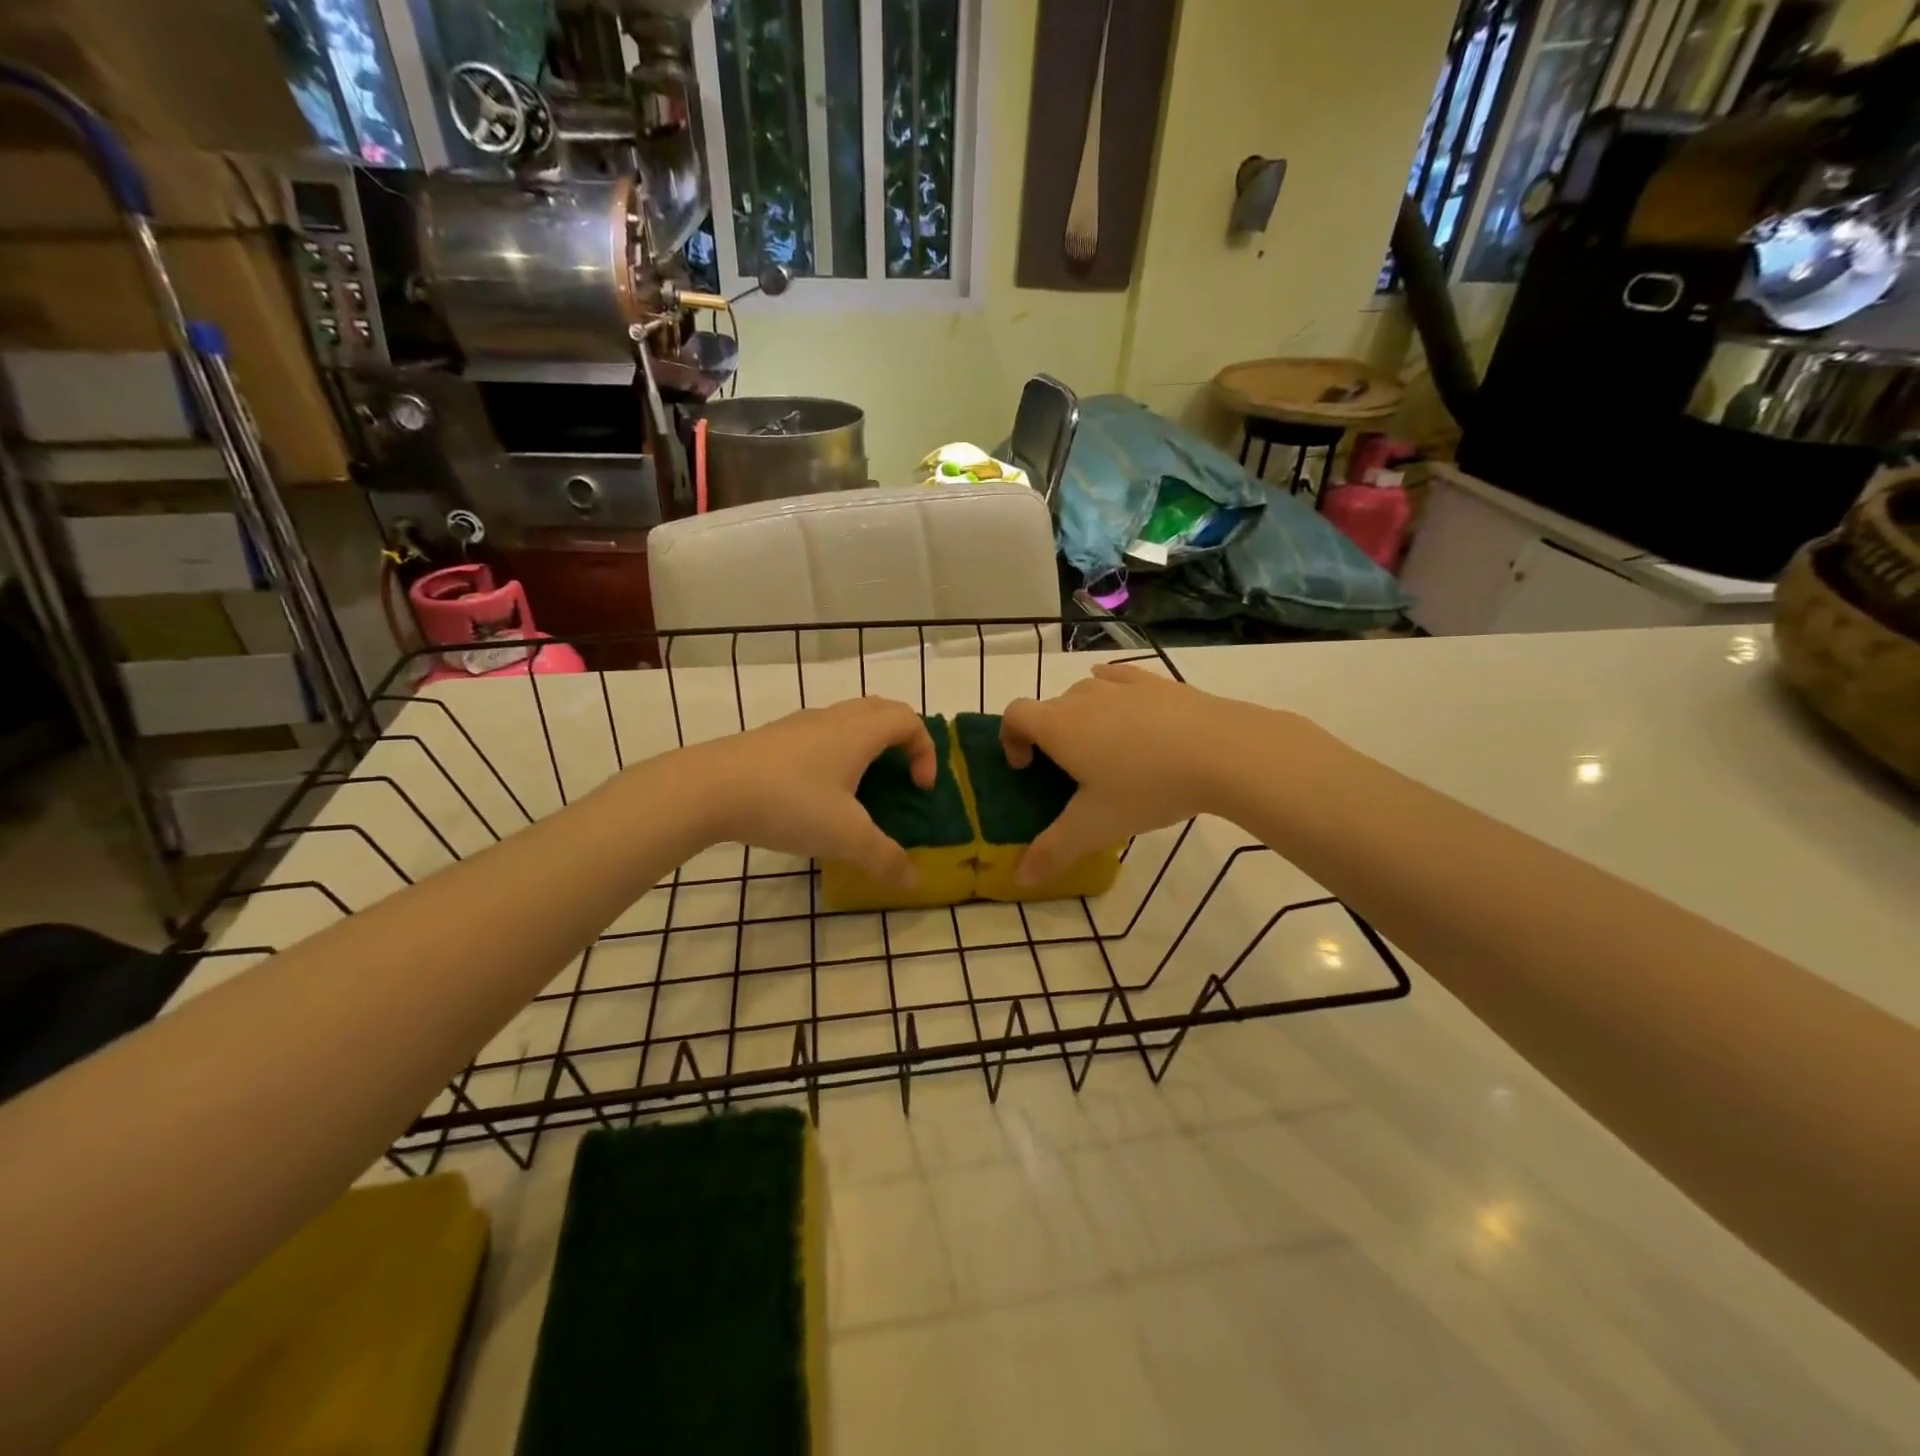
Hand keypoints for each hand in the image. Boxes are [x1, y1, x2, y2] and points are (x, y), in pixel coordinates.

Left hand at [680, 697, 936, 883]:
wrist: (707, 788)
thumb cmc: (789, 803)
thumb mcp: (845, 837)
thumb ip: (885, 859)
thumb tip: (916, 883)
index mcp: (859, 732)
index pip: (910, 721)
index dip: (926, 751)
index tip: (919, 789)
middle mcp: (833, 718)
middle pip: (881, 710)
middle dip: (901, 738)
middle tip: (900, 774)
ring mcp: (798, 725)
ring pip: (846, 719)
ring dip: (866, 744)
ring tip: (860, 786)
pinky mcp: (771, 738)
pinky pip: (818, 734)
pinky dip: (834, 752)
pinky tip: (816, 793)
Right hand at [1000, 663, 1275, 883]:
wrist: (1222, 751)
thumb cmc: (1146, 787)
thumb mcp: (1095, 827)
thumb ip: (1053, 852)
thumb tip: (1020, 879)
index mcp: (1059, 726)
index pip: (1014, 714)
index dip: (1010, 737)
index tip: (1026, 767)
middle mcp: (1083, 696)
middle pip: (1049, 707)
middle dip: (1048, 736)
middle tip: (1069, 773)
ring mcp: (1121, 685)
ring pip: (1085, 693)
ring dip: (1081, 716)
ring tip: (1104, 750)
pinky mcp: (1156, 682)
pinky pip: (1120, 679)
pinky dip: (1112, 693)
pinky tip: (1128, 711)